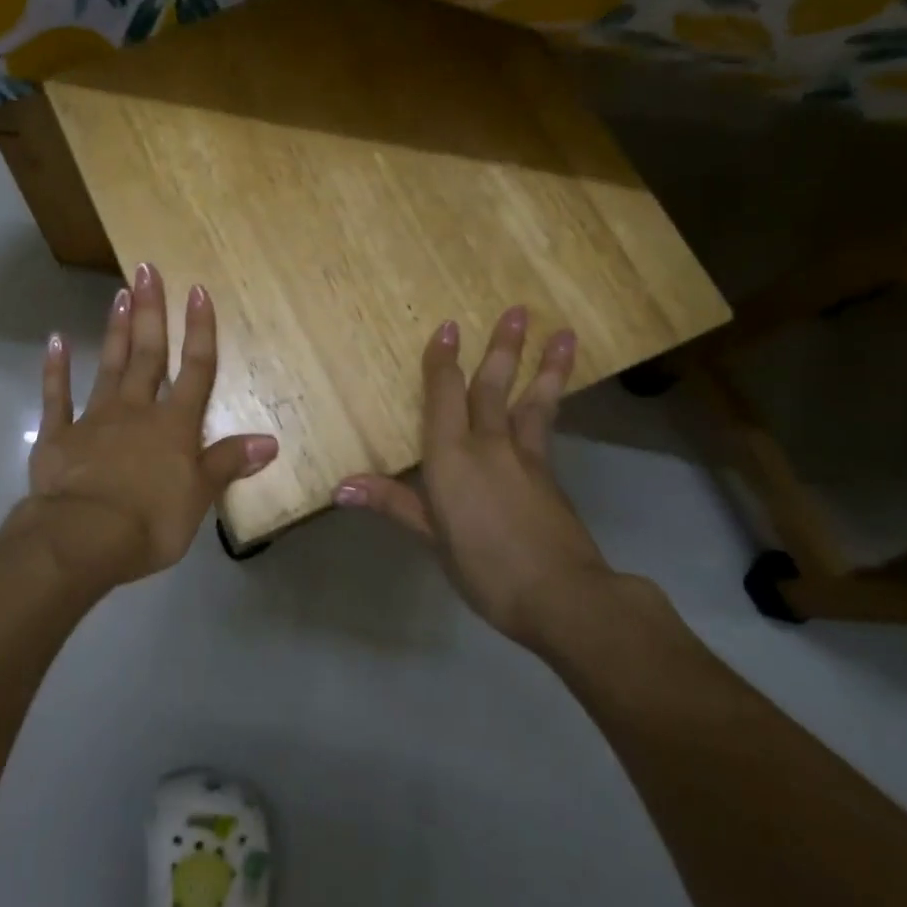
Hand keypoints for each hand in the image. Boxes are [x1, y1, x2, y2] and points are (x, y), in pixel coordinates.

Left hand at [15, 263, 278, 592]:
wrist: (83, 538)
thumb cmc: (151, 521)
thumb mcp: (199, 497)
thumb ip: (228, 463)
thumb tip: (270, 441)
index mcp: (174, 425)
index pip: (194, 369)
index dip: (199, 330)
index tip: (198, 291)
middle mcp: (137, 410)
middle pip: (148, 354)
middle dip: (151, 312)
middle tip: (146, 269)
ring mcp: (95, 419)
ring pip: (109, 366)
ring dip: (116, 330)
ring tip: (119, 294)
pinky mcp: (58, 436)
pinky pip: (57, 396)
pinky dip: (56, 369)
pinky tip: (56, 341)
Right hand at [333, 308, 619, 645]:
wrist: (562, 596)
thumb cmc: (484, 567)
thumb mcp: (432, 537)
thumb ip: (393, 503)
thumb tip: (341, 488)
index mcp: (452, 456)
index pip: (445, 395)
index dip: (444, 360)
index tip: (449, 326)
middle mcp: (490, 445)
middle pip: (494, 387)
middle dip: (504, 347)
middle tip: (519, 309)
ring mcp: (526, 459)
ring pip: (532, 402)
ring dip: (546, 367)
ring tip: (565, 336)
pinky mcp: (551, 477)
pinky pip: (546, 428)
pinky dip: (551, 405)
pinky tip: (555, 400)